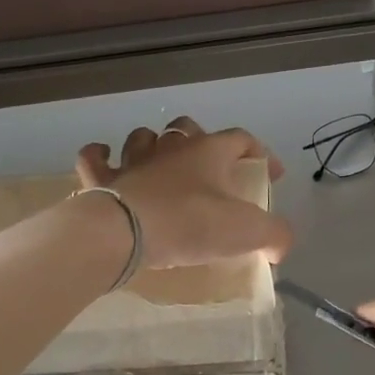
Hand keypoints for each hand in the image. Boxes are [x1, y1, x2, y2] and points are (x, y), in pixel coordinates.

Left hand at [77, 119, 292, 271]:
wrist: (125, 233)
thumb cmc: (190, 224)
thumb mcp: (247, 232)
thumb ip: (274, 235)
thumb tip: (280, 245)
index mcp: (209, 152)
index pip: (242, 139)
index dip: (260, 153)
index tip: (271, 174)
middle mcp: (171, 147)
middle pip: (188, 128)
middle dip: (202, 141)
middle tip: (210, 168)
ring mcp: (133, 160)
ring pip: (143, 138)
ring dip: (153, 146)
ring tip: (161, 164)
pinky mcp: (104, 180)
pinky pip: (95, 158)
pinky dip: (100, 157)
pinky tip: (106, 161)